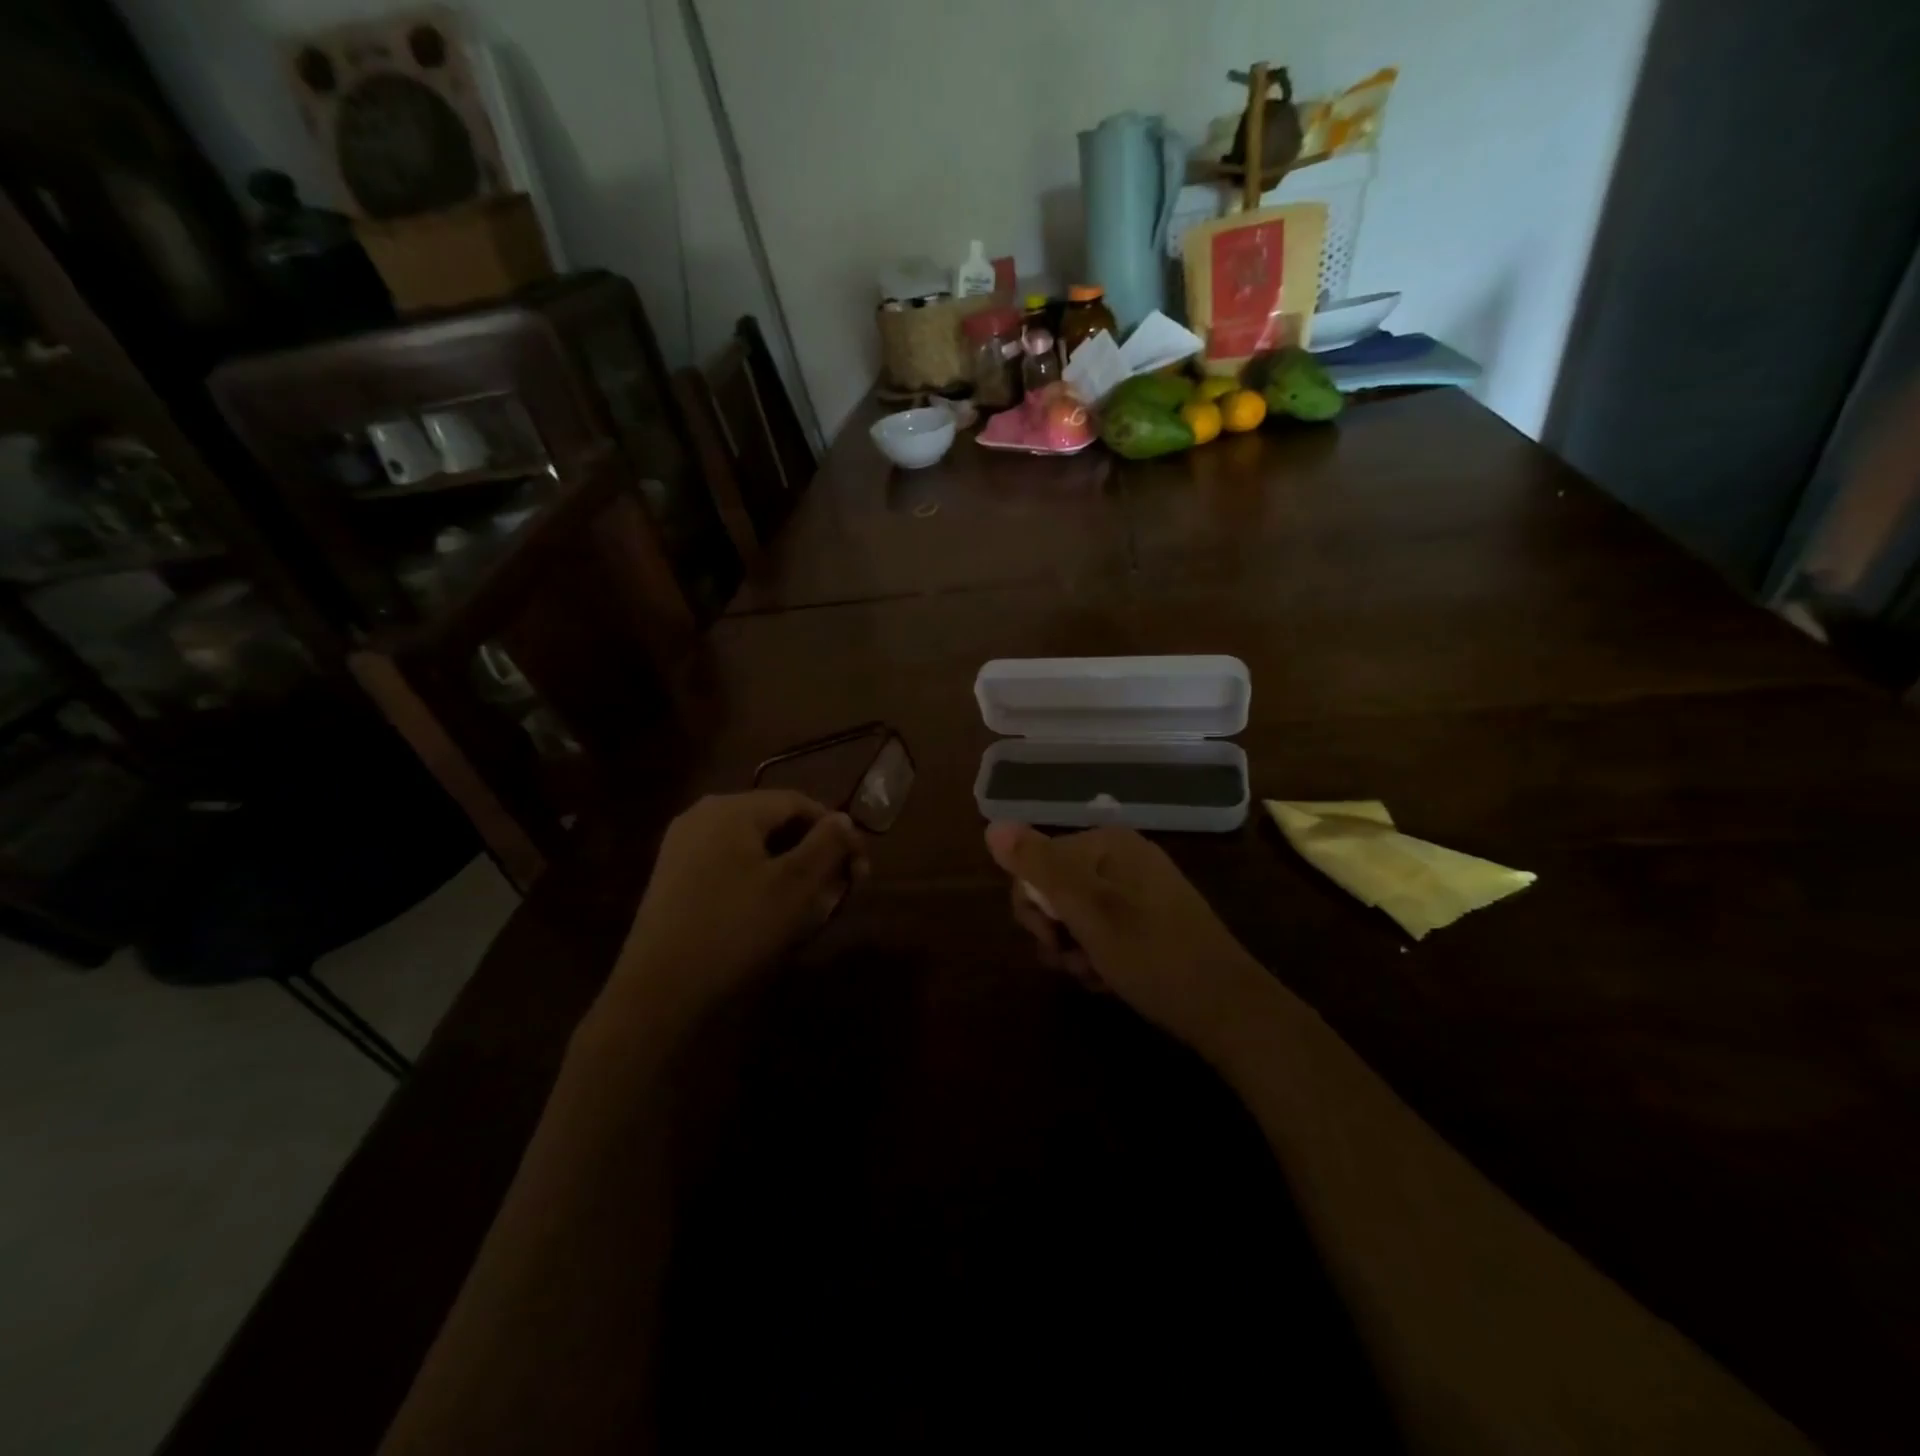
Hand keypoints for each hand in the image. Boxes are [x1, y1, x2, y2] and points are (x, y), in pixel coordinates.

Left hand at [616, 792, 865, 1024]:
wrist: (660, 990)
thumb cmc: (736, 928)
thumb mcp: (795, 885)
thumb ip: (826, 844)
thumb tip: (844, 819)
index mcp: (731, 808)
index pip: (799, 803)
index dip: (836, 831)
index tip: (859, 869)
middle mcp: (702, 815)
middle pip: (775, 822)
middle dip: (813, 852)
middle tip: (838, 889)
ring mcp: (682, 846)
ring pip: (753, 846)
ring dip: (789, 867)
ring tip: (810, 904)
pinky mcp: (673, 877)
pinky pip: (729, 864)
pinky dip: (758, 878)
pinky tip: (770, 912)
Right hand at [987, 822, 1270, 1055]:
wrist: (1227, 1008)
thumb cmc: (1153, 955)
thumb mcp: (1088, 911)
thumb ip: (1039, 867)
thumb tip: (992, 825)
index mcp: (1108, 844)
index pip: (1037, 862)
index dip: (1033, 906)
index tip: (1051, 940)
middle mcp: (1121, 857)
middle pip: (1054, 888)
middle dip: (1055, 931)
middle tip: (1073, 961)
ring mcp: (1136, 889)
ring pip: (1075, 915)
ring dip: (1073, 949)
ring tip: (1095, 975)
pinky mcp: (1147, 919)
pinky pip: (1101, 929)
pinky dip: (1096, 955)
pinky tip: (1109, 979)